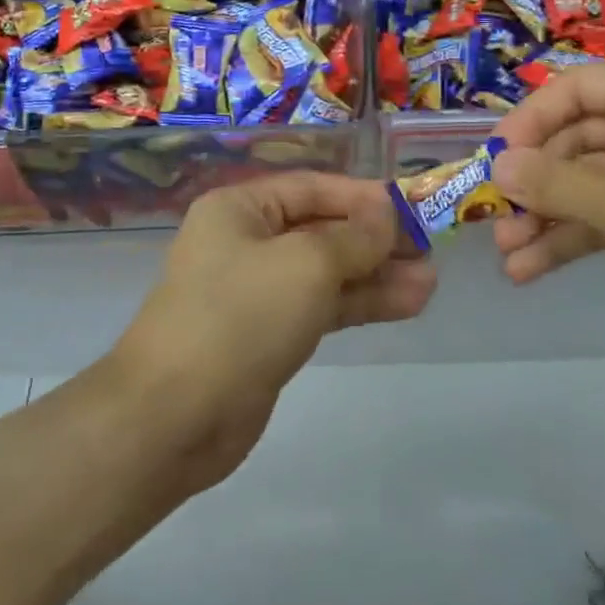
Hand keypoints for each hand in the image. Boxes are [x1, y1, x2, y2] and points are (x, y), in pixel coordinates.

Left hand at [109, 172, 435, 488]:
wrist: (174, 416)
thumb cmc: (240, 317)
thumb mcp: (305, 264)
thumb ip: (354, 238)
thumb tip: (388, 215)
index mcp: (240, 209)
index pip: (313, 188)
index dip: (364, 197)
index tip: (413, 207)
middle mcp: (247, 242)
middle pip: (323, 230)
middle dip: (376, 240)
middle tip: (430, 248)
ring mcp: (258, 292)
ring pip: (328, 273)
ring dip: (377, 275)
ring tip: (430, 281)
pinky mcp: (270, 334)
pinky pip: (322, 307)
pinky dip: (361, 304)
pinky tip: (407, 304)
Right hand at [491, 60, 604, 358]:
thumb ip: (559, 186)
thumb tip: (496, 166)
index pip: (572, 90)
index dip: (525, 125)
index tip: (489, 166)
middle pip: (576, 140)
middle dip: (534, 185)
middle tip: (493, 225)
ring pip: (591, 183)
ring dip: (549, 218)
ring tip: (508, 259)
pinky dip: (579, 237)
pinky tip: (537, 269)